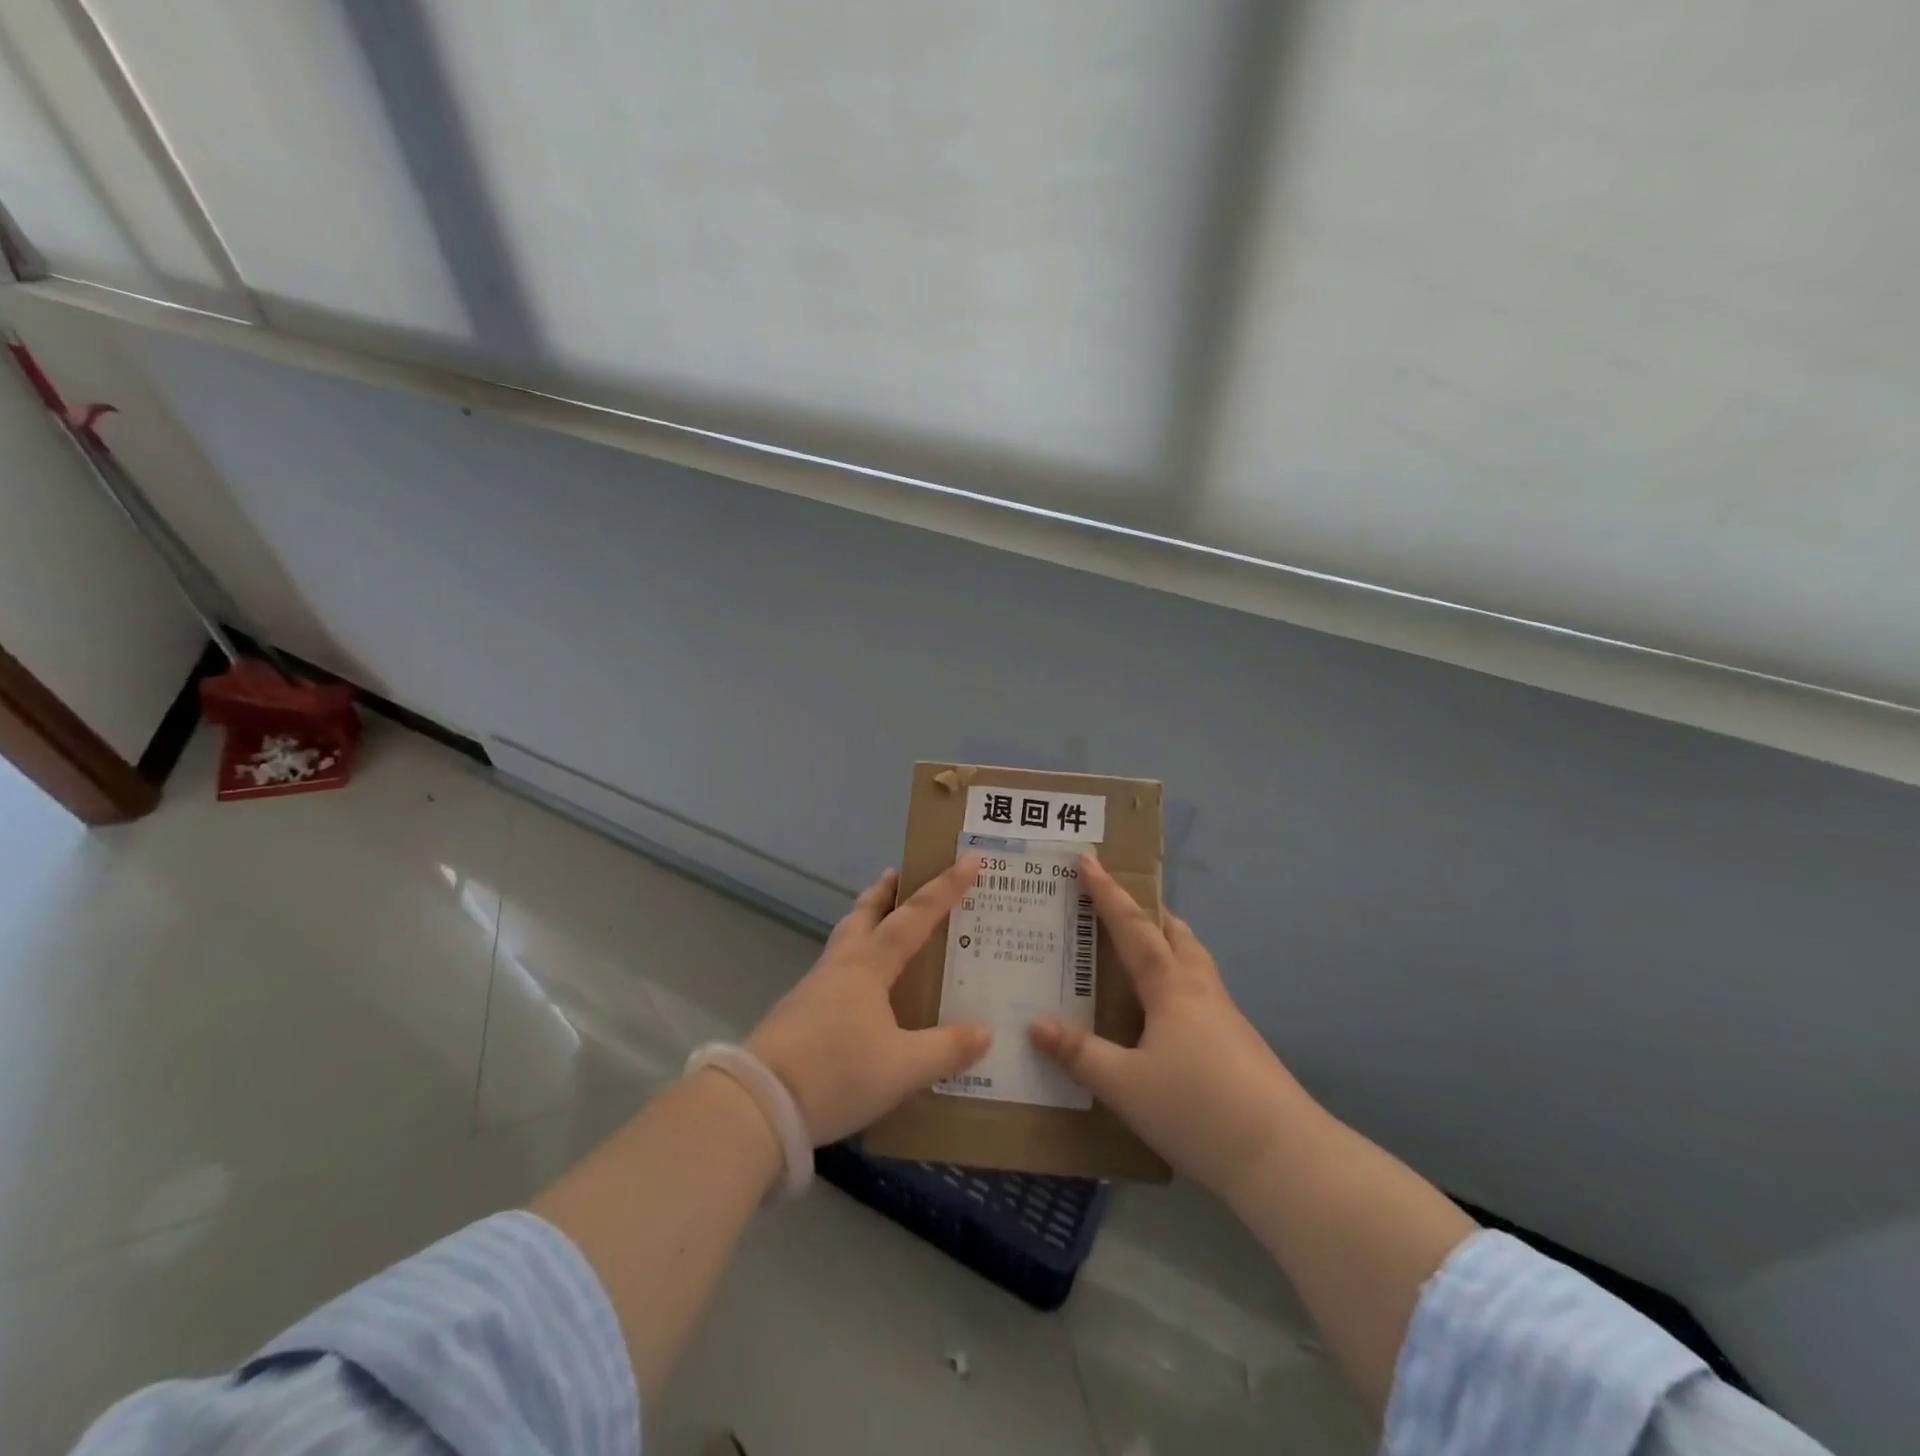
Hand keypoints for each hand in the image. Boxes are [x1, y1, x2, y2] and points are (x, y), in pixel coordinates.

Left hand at [747, 857, 991, 1144]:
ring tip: (881, 921)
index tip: (969, 859)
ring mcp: (814, 987)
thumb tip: (986, 1032)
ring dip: (865, 920)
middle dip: (885, 891)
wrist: (758, 1104)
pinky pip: (835, 968)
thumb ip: (946, 1049)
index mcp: (869, 966)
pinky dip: (853, 957)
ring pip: (845, 939)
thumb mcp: (903, 1068)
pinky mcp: (799, 1012)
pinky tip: (860, 985)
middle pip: (864, 913)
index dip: (945, 888)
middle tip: (900, 874)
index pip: (915, 916)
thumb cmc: (837, 1074)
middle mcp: (841, 965)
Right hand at [1030, 854, 1309, 1200]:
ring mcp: (1227, 1017)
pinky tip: (1166, 1018)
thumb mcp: (1125, 1086)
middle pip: (1176, 934)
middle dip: (1148, 913)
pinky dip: (1178, 982)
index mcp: (1170, 987)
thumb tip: (1034, 1024)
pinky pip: (1202, 994)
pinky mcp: (1240, 1045)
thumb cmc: (1197, 1109)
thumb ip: (1079, 1054)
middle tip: (1118, 907)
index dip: (1107, 892)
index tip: (1087, 859)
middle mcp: (1201, 990)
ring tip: (1141, 954)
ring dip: (1168, 945)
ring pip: (1194, 962)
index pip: (1132, 927)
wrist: (1284, 1158)